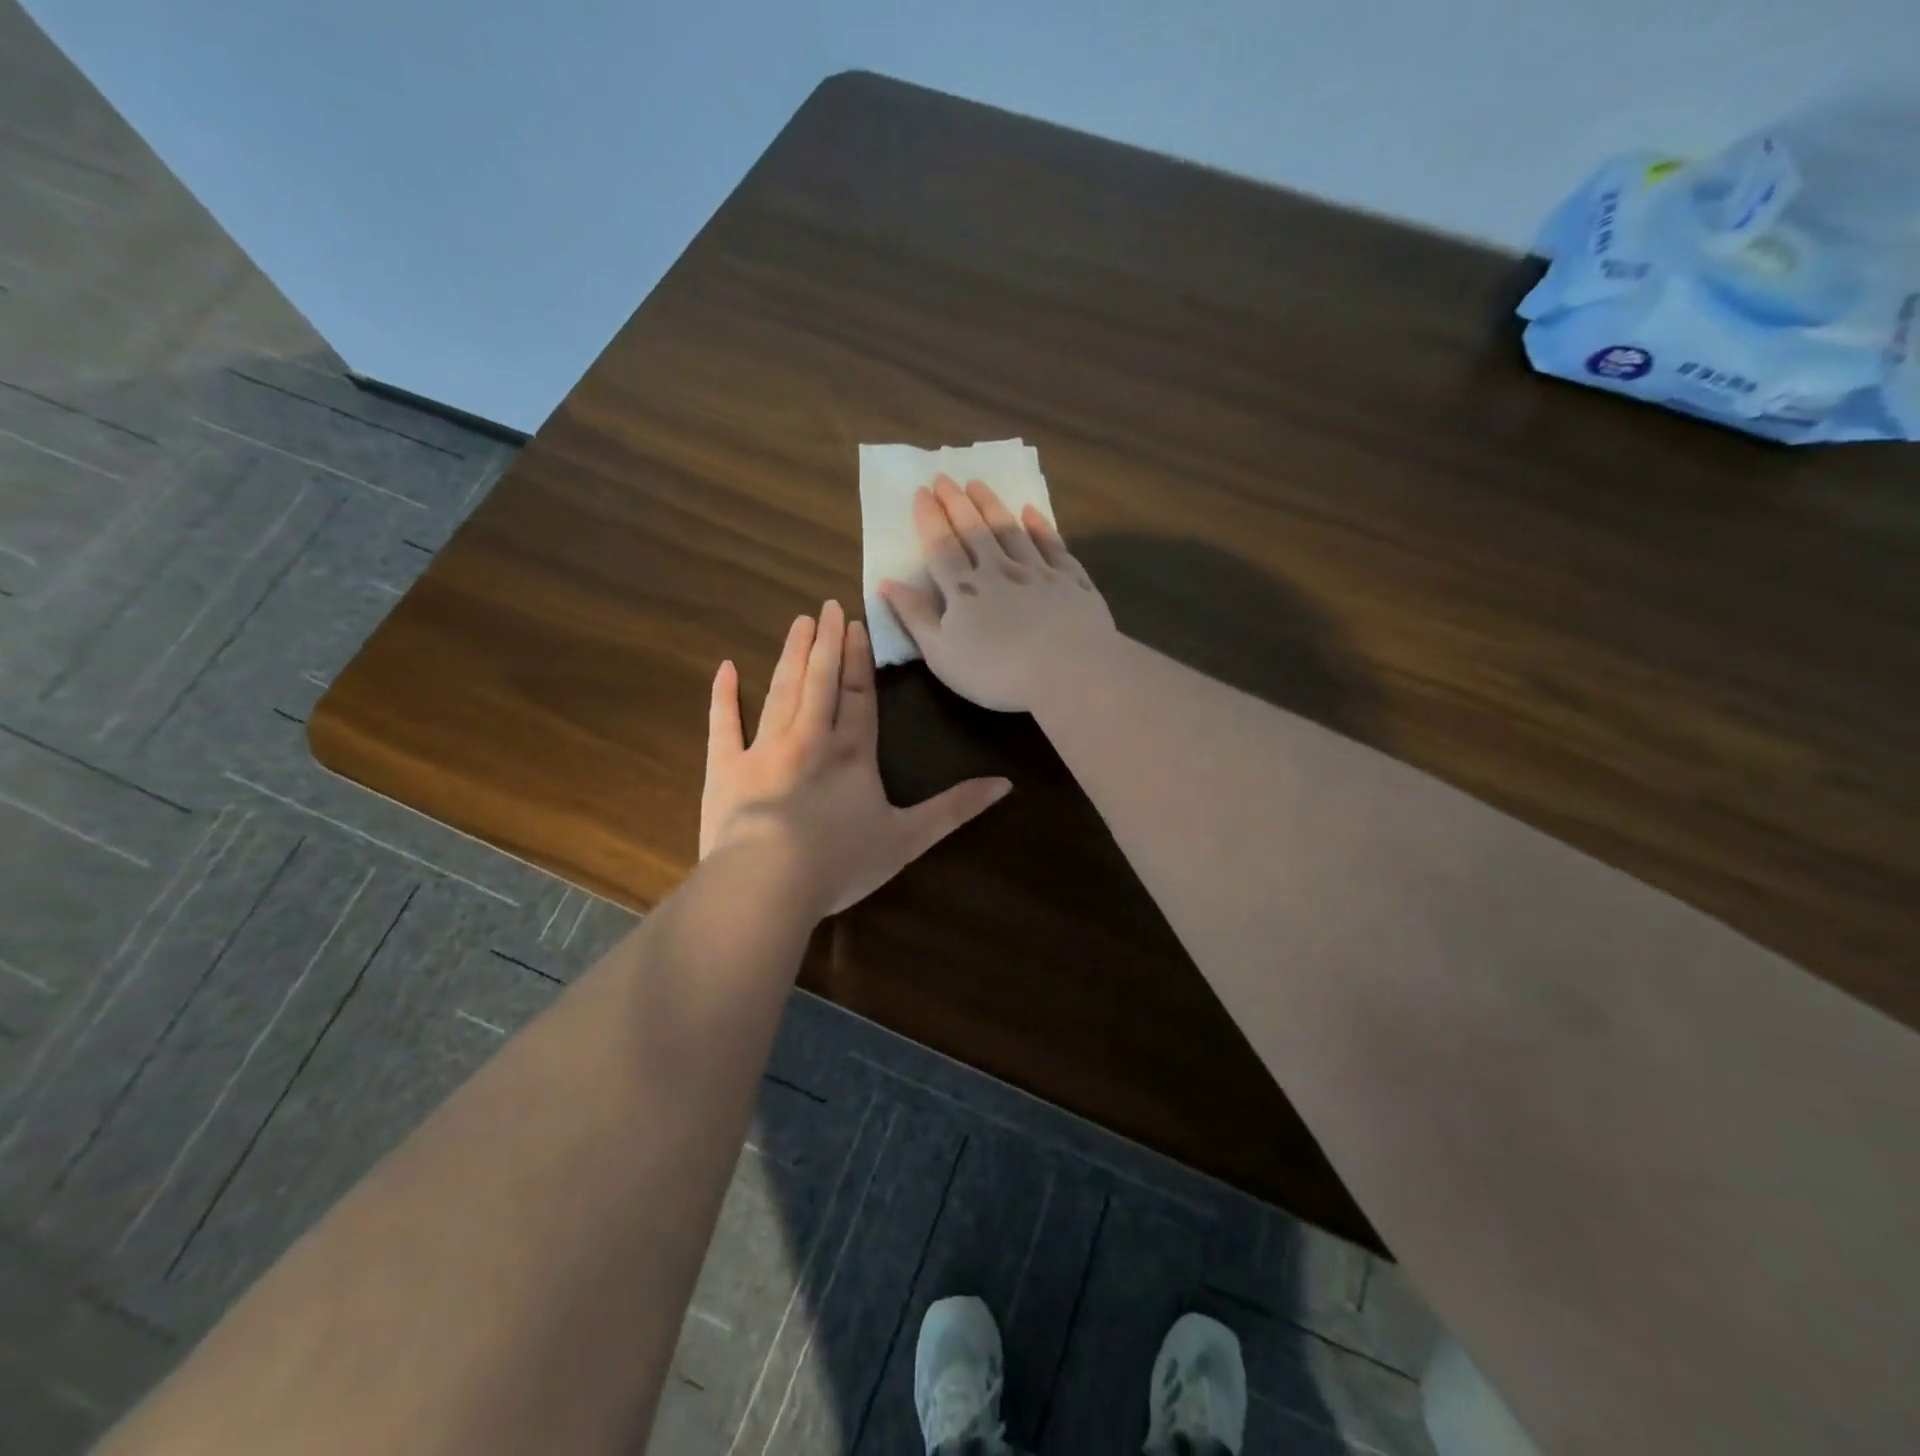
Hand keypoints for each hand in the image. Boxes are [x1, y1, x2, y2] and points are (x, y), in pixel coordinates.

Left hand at [700, 600, 1011, 917]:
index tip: (855, 625)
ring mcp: (765, 749)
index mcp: (852, 753)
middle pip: (819, 681)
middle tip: (825, 607)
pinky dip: (724, 696)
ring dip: (791, 656)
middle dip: (825, 643)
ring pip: (781, 691)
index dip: (857, 660)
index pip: (858, 696)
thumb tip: (1005, 784)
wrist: (769, 882)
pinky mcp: (726, 768)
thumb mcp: (910, 838)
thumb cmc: (842, 861)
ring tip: (798, 623)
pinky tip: (725, 668)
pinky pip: (725, 724)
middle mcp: (810, 739)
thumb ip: (955, 808)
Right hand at [879, 475, 1115, 711]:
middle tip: (945, 477)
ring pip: (1011, 530)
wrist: (1068, 670)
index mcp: (964, 590)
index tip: (922, 492)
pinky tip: (1031, 511)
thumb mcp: (941, 653)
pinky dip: (1041, 526)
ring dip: (992, 506)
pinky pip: (1053, 545)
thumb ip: (915, 616)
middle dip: (957, 503)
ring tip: (978, 484)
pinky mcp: (1071, 580)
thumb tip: (887, 583)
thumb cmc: (996, 671)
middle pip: (974, 530)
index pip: (941, 547)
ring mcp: (1038, 572)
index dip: (930, 519)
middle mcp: (999, 570)